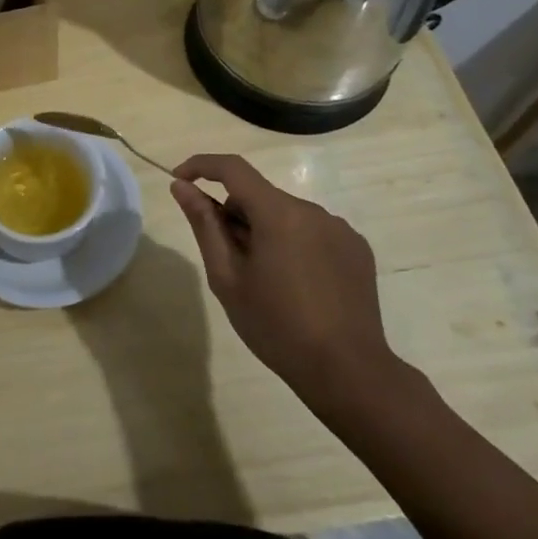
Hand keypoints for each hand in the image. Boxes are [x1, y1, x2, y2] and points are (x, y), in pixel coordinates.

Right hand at [170, 154, 397, 411]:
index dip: (201, 166)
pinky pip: (312, 231)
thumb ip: (204, 224)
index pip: (233, 169)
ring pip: (286, 214)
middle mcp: (313, 210)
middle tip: (226, 260)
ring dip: (265, 231)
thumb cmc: (276, 326)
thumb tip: (181, 187)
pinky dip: (294, 244)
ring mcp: (339, 228)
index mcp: (279, 213)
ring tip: (265, 280)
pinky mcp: (357, 249)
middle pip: (259, 196)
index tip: (180, 180)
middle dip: (235, 215)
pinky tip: (297, 285)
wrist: (348, 372)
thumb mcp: (227, 277)